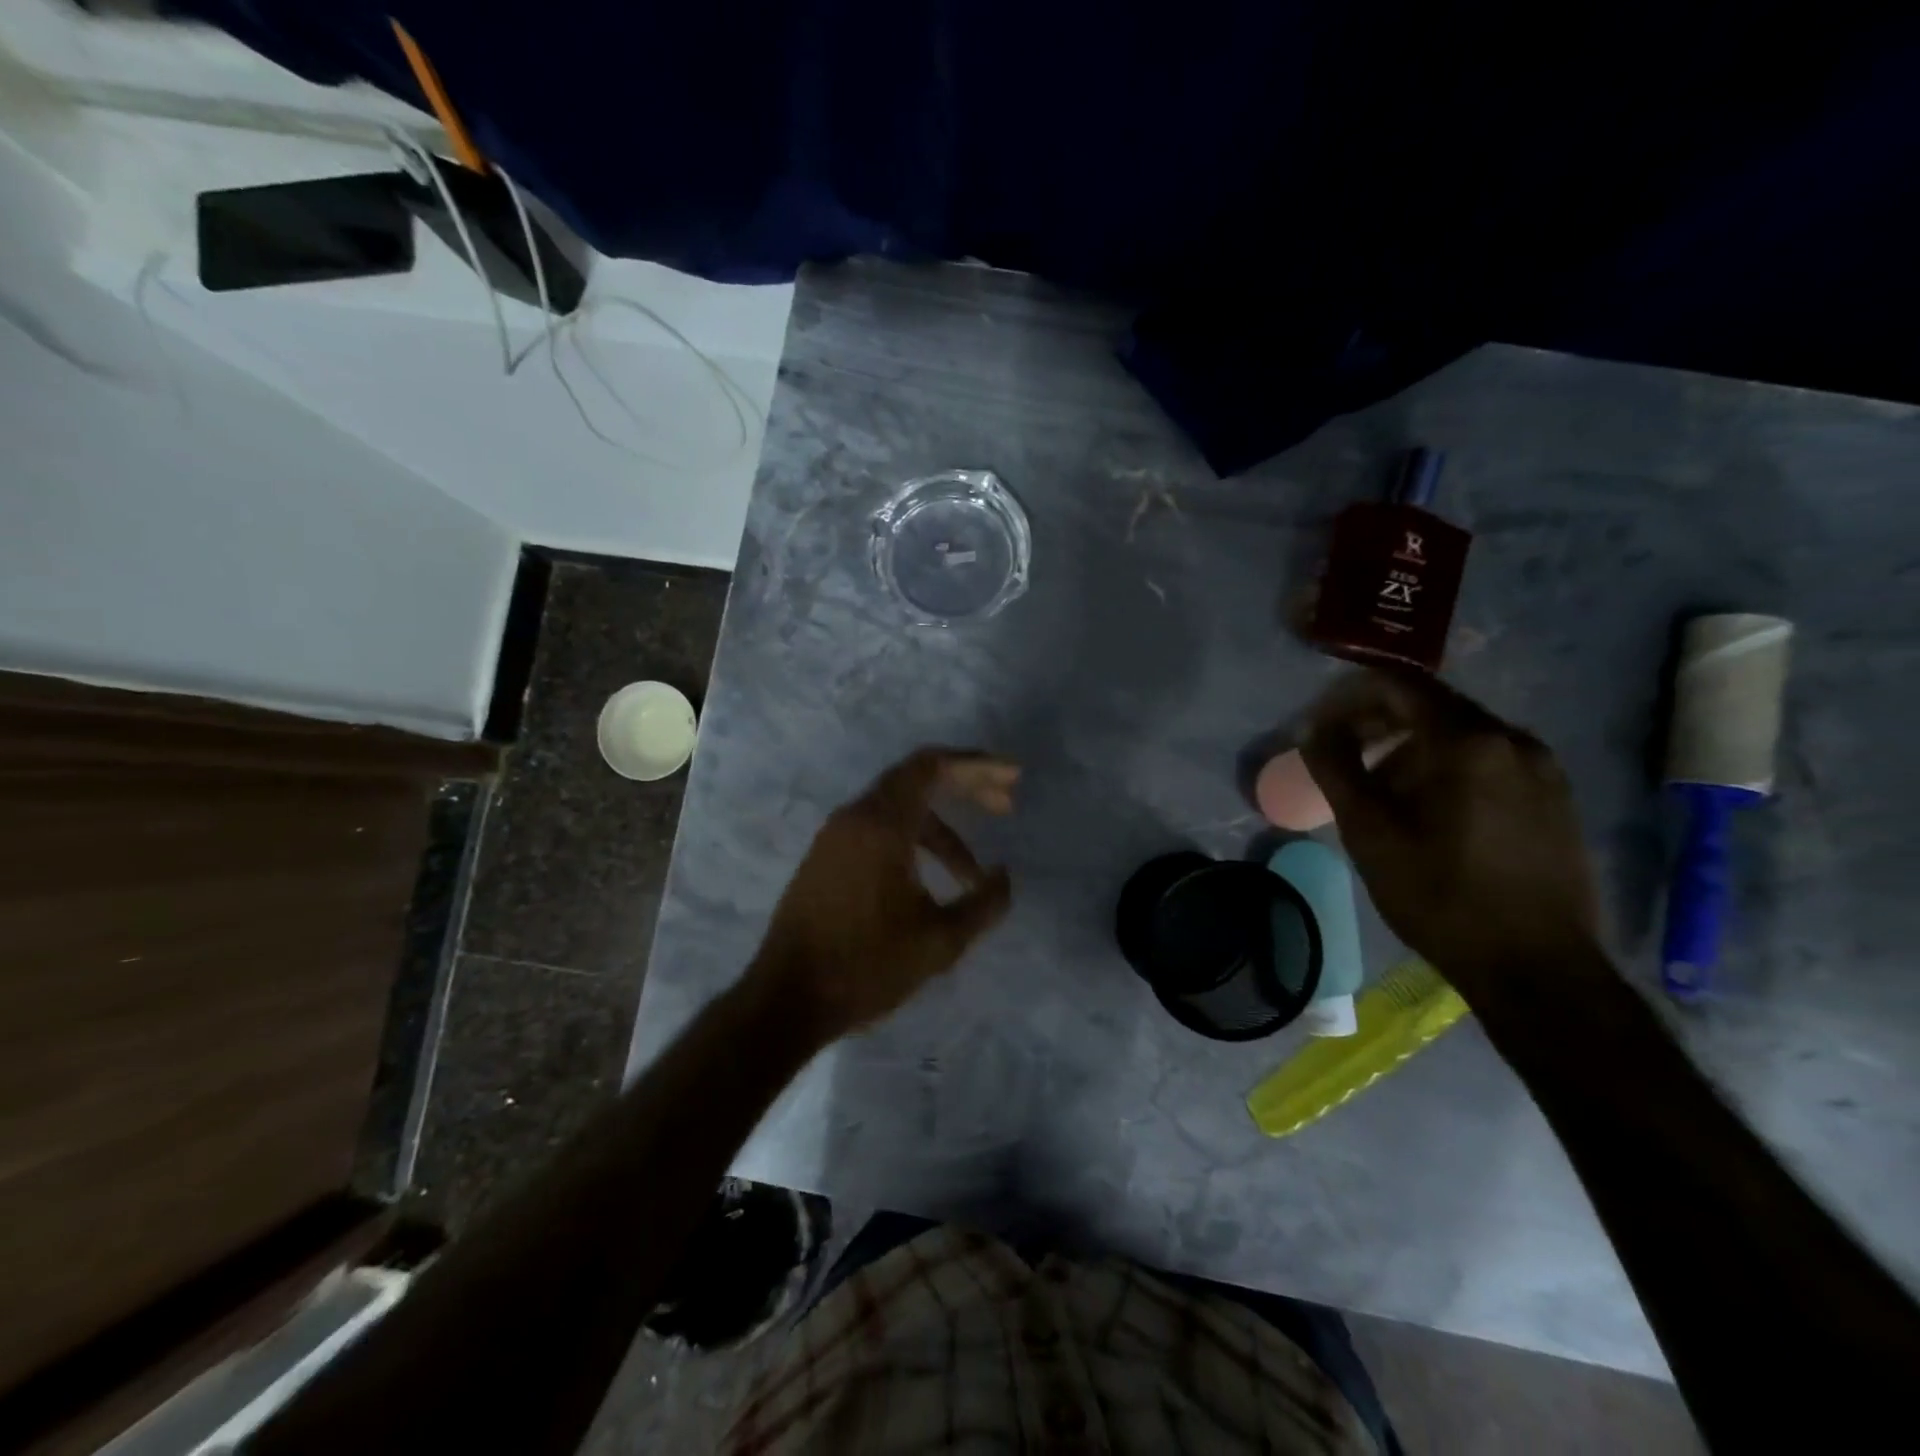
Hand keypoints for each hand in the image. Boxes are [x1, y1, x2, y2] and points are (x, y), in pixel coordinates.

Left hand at [747, 748, 1017, 1038]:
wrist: (786, 999)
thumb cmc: (866, 966)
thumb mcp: (940, 941)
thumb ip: (984, 904)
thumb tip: (1003, 876)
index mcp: (881, 824)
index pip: (931, 766)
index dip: (976, 765)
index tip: (1012, 777)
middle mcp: (855, 817)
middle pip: (917, 779)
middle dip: (964, 786)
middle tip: (1005, 806)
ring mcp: (835, 836)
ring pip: (898, 809)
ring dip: (941, 828)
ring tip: (972, 873)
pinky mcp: (826, 858)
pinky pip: (878, 829)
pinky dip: (913, 840)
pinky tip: (932, 879)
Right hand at [1300, 670, 1604, 995]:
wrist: (1537, 968)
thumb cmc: (1440, 896)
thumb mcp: (1370, 832)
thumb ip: (1336, 769)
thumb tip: (1313, 729)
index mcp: (1469, 742)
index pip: (1399, 687)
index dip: (1350, 697)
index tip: (1320, 725)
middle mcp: (1514, 740)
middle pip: (1433, 706)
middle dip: (1380, 722)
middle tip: (1343, 754)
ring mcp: (1544, 769)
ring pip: (1463, 735)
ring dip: (1413, 747)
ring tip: (1381, 788)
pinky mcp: (1556, 798)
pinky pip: (1491, 760)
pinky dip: (1449, 766)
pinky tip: (1429, 808)